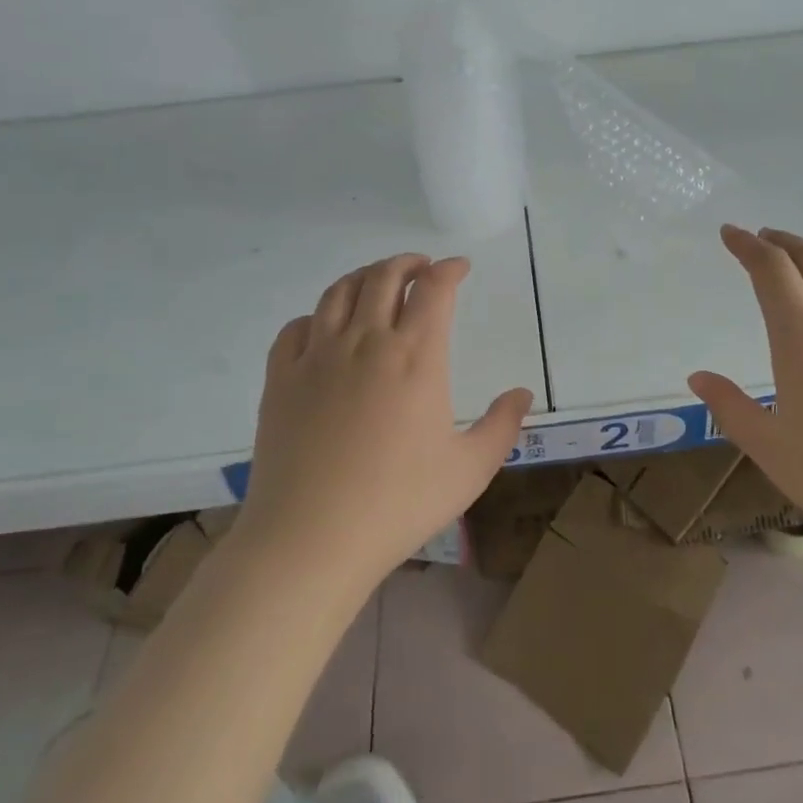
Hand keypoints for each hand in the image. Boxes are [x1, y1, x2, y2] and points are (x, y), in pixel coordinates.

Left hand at [234, 253, 533, 600]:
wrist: (311, 539)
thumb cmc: (398, 504)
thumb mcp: (469, 470)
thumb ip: (501, 426)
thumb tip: (521, 393)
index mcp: (416, 355)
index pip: (434, 288)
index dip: (449, 269)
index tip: (459, 268)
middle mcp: (366, 340)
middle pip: (384, 276)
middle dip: (407, 263)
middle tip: (421, 268)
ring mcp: (318, 355)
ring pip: (339, 291)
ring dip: (364, 277)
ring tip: (376, 283)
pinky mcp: (281, 377)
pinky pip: (296, 327)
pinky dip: (317, 315)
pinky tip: (325, 328)